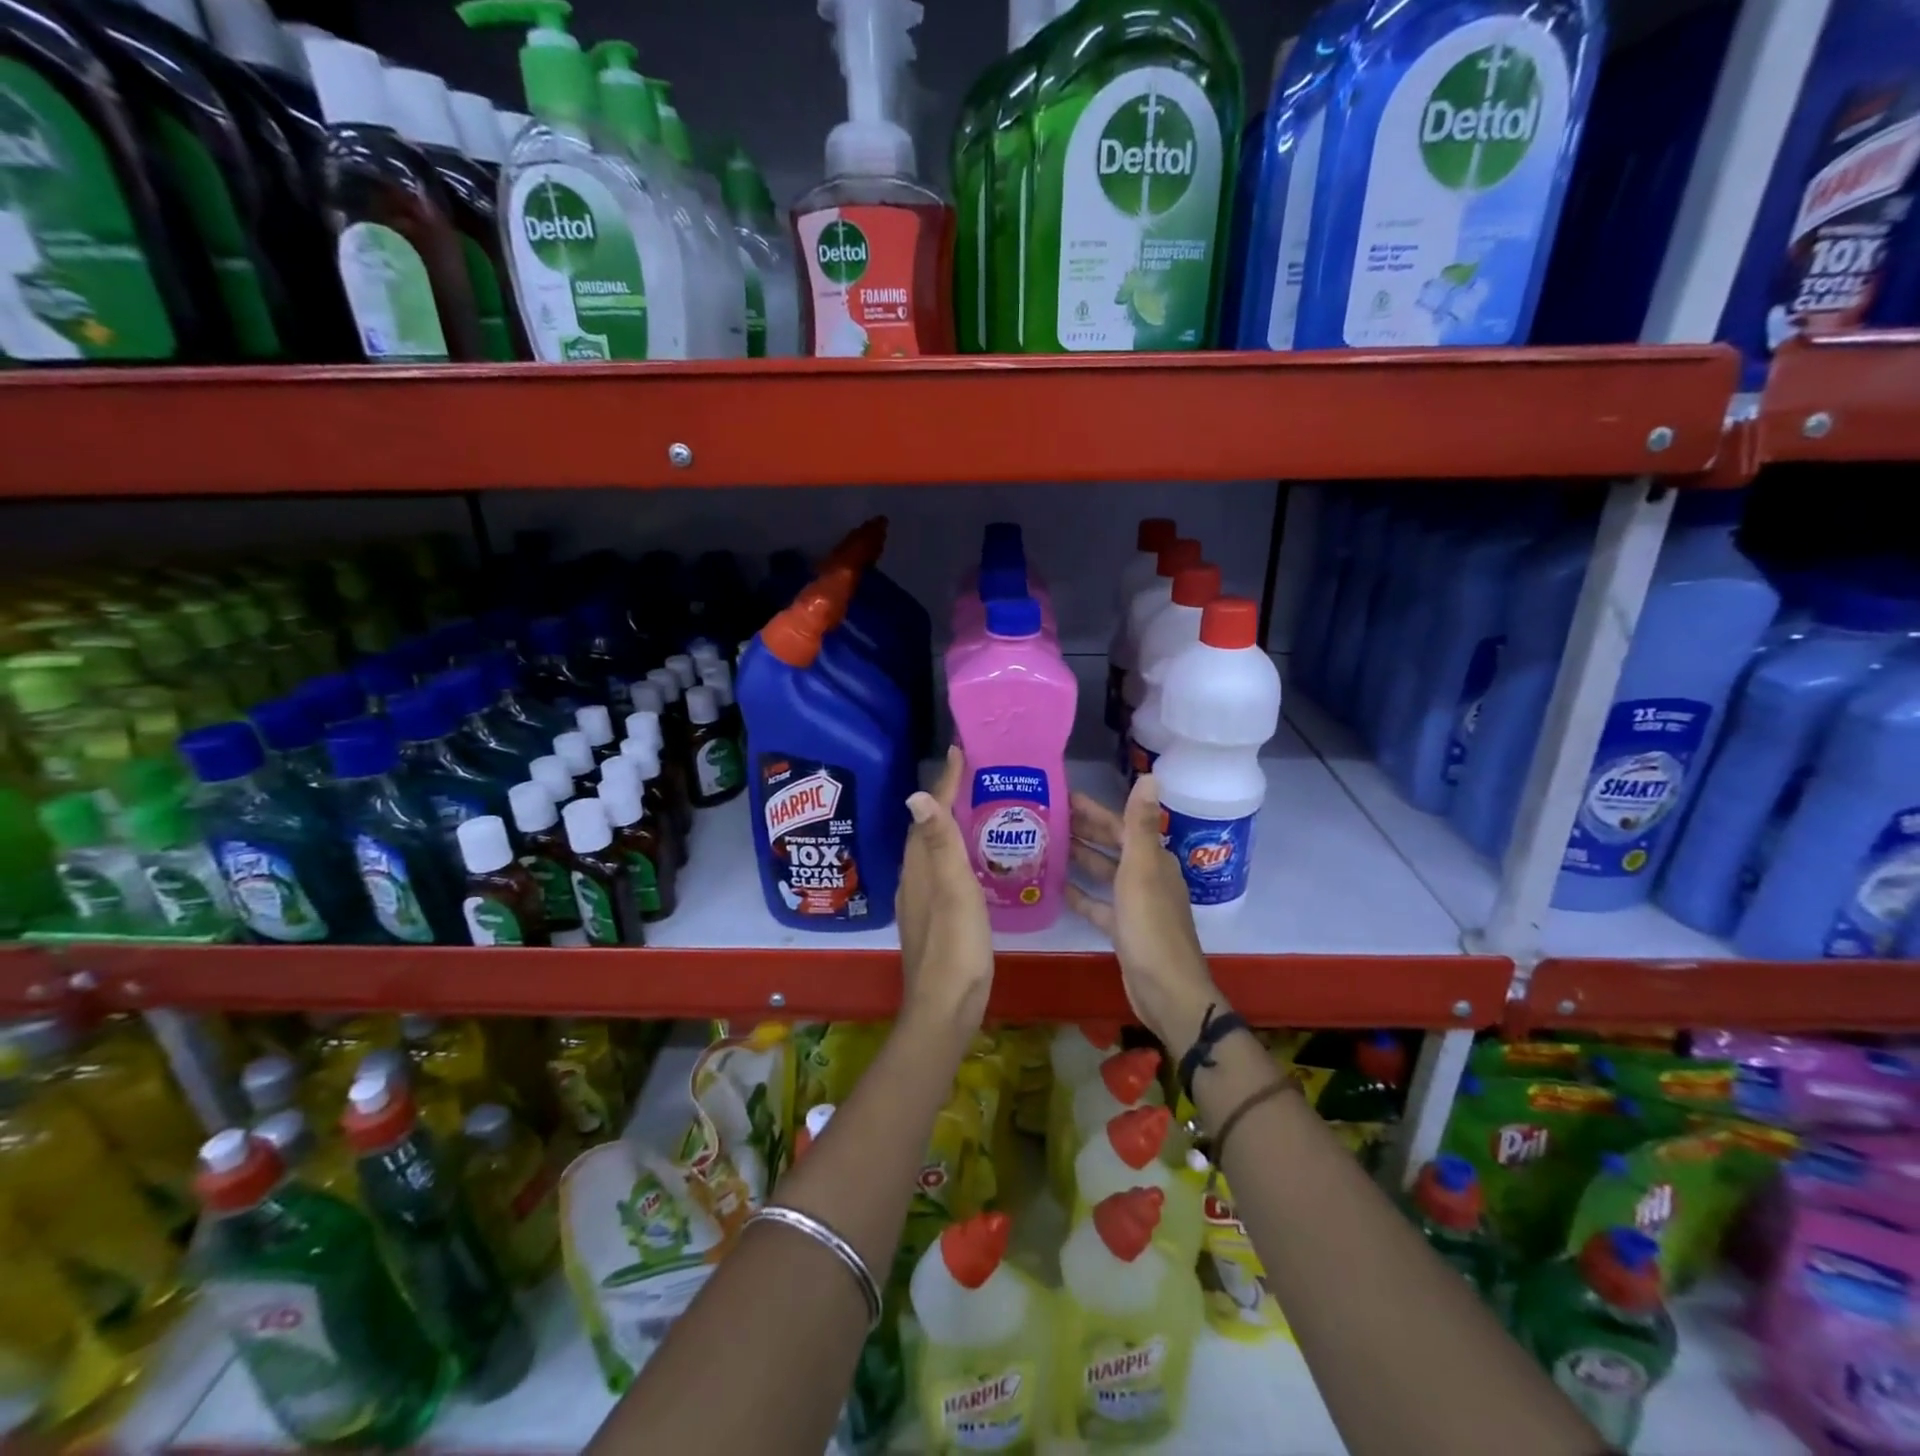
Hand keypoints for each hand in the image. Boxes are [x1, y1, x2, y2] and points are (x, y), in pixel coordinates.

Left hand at [895, 747, 993, 1038]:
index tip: (958, 750)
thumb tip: (916, 794)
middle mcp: (914, 878)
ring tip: (976, 808)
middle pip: (926, 827)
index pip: (929, 812)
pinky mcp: (932, 917)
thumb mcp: (953, 891)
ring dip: (948, 825)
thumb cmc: (955, 947)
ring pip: (932, 849)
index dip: (944, 782)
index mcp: (920, 867)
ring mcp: (921, 899)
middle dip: (945, 797)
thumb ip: (940, 845)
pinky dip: (953, 852)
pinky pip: (940, 870)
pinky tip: (972, 860)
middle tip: (972, 774)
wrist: (944, 1007)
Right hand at [1065, 773, 1221, 1057]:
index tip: (1061, 796)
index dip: (1093, 809)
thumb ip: (1140, 824)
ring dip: (1079, 858)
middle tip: (1044, 817)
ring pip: (1103, 872)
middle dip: (1082, 830)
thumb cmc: (1151, 926)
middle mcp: (1147, 876)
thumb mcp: (1142, 870)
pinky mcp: (1123, 929)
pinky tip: (1056, 888)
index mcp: (1153, 859)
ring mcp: (1135, 904)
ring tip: (1044, 845)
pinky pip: (1098, 905)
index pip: (1120, 824)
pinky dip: (1080, 894)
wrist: (1166, 990)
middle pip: (1111, 845)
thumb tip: (1151, 775)